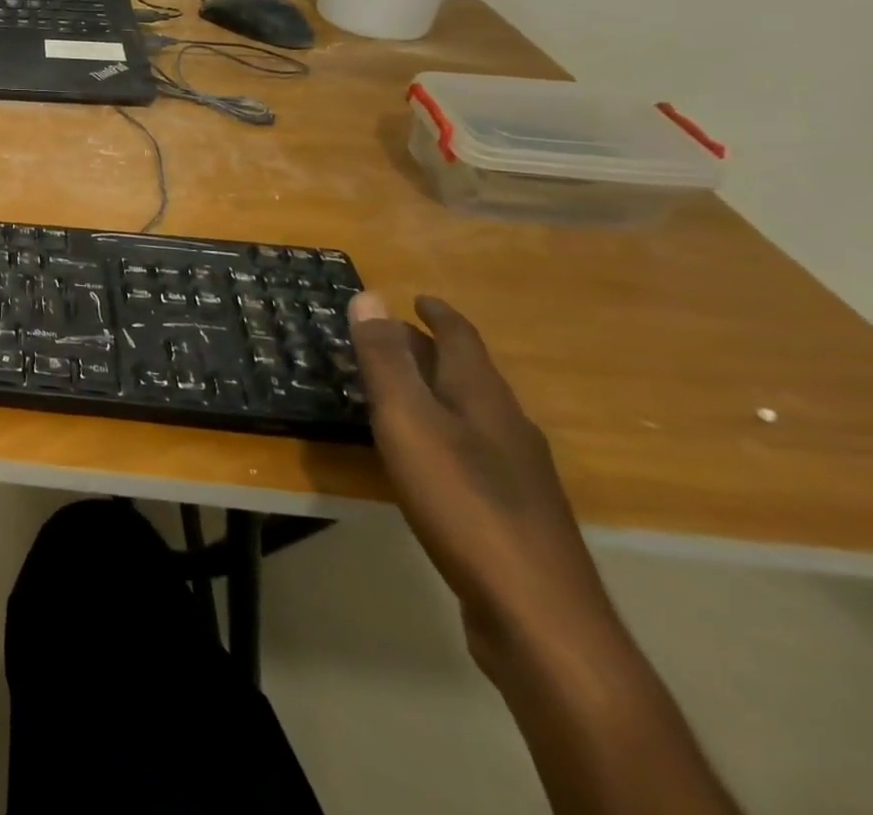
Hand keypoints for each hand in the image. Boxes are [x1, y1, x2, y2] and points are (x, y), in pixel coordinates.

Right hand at [350, 292, 619, 670]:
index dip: (438, 314)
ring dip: (438, 391)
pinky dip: (446, 431)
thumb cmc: (462, 500)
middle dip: (431, 350)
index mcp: (482, 395)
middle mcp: (508, 424)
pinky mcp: (515, 511)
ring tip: (400, 392)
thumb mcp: (408, 419)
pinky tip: (430, 457)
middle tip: (388, 339)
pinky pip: (475, 449)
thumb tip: (370, 295)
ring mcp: (518, 471)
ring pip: (472, 412)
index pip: (462, 338)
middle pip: (468, 373)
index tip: (417, 298)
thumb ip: (385, 359)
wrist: (538, 613)